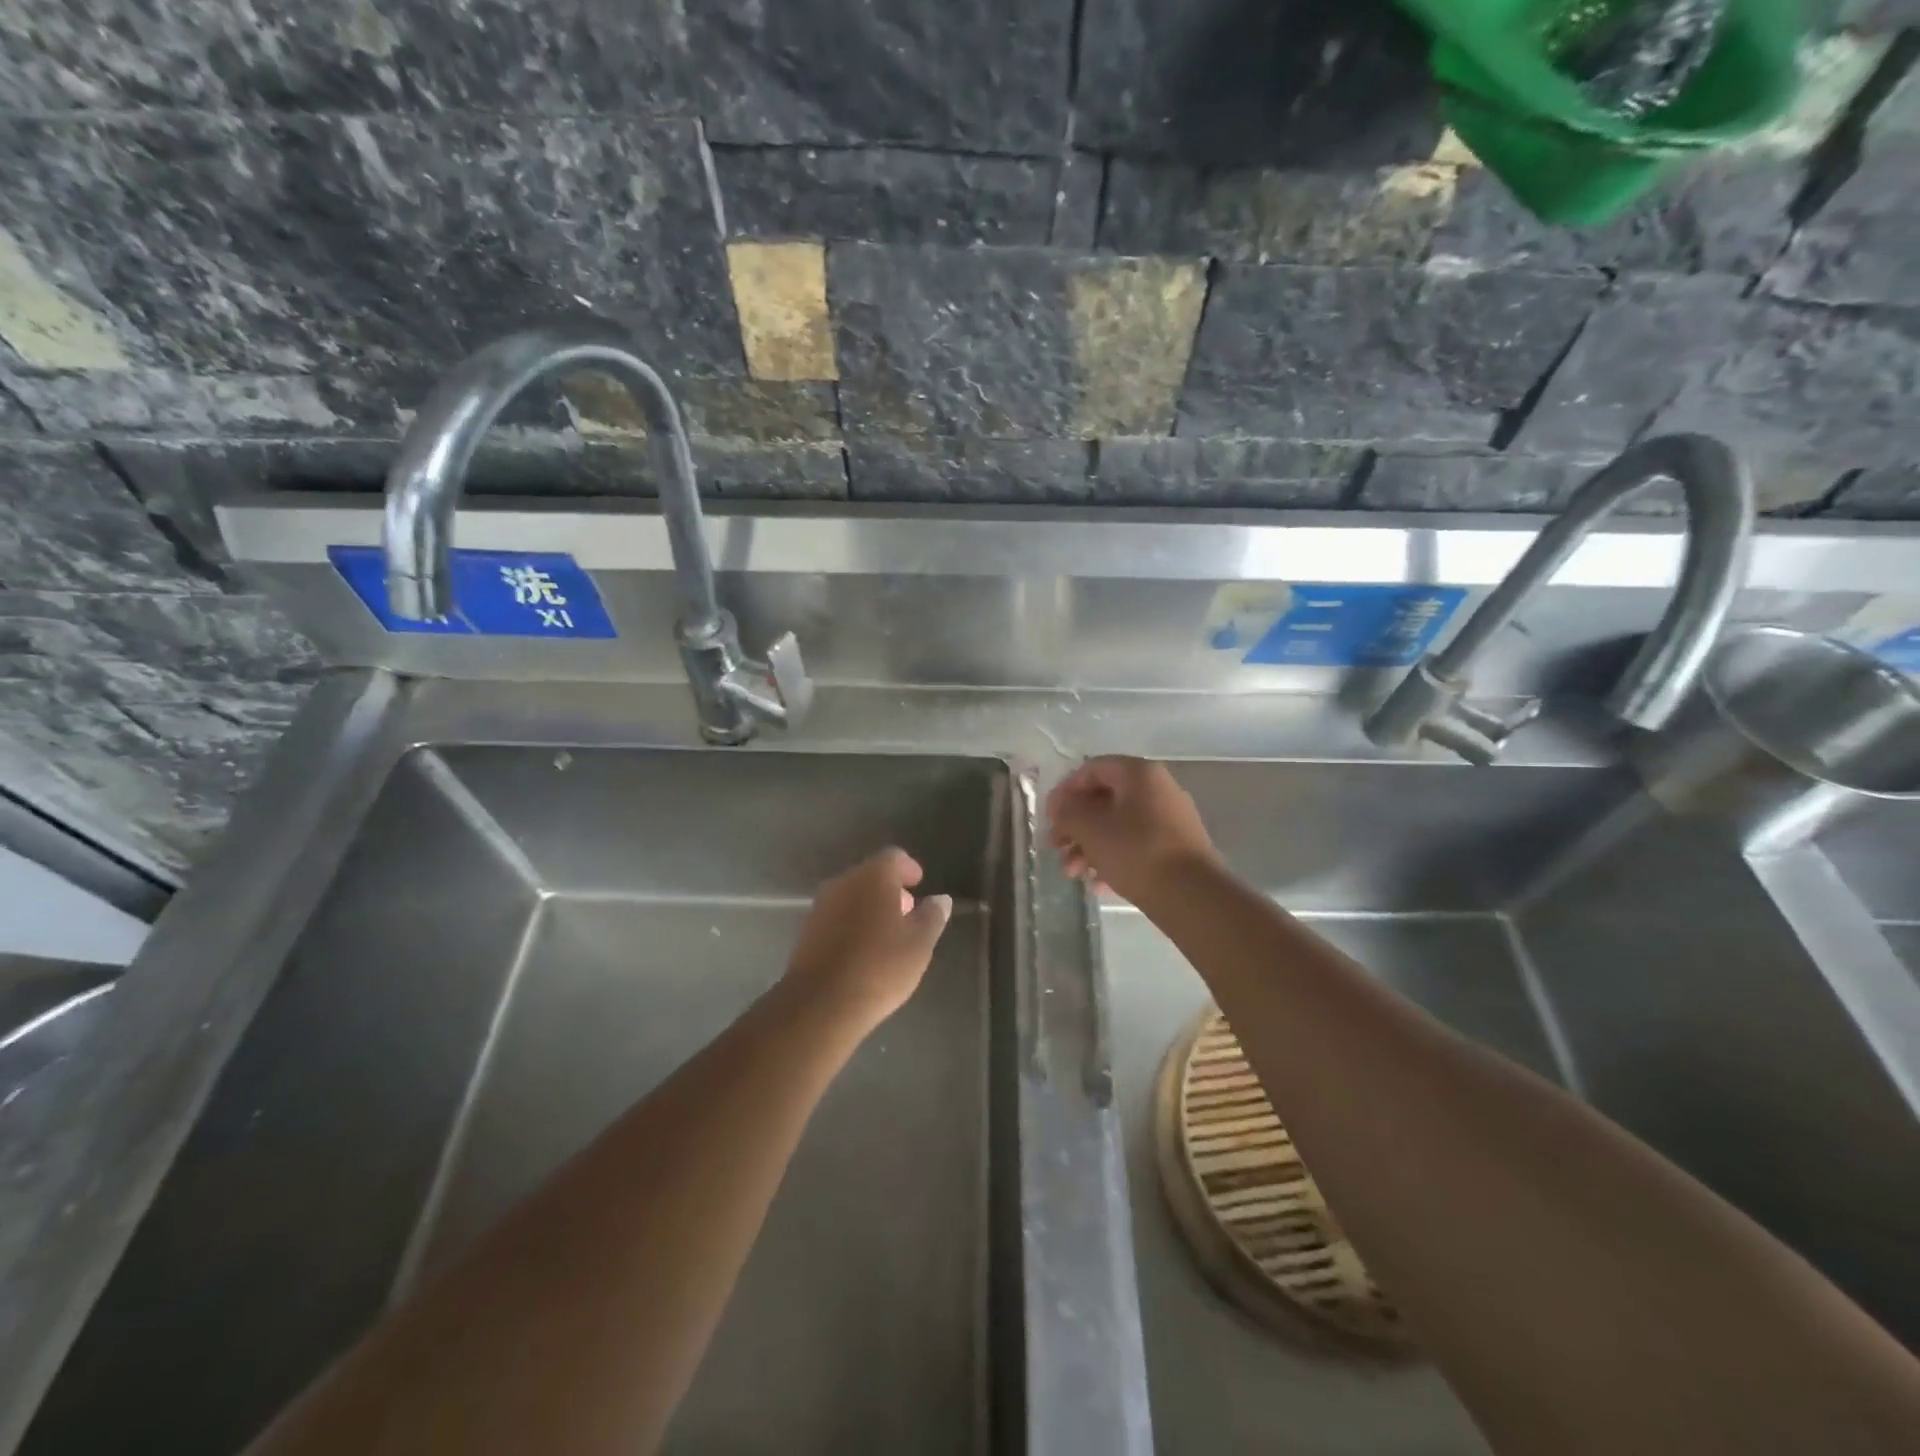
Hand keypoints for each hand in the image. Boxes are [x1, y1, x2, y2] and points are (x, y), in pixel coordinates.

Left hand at [783, 848, 952, 1030]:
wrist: (821, 1003)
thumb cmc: (879, 967)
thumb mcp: (919, 944)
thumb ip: (932, 916)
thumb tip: (940, 899)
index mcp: (873, 877)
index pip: (893, 857)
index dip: (908, 868)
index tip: (919, 883)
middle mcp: (844, 882)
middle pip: (870, 875)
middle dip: (890, 889)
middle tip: (907, 911)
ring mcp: (821, 905)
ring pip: (852, 895)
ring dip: (870, 906)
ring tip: (887, 933)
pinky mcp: (807, 930)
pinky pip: (837, 916)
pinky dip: (853, 922)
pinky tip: (863, 948)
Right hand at [1046, 756, 1219, 903]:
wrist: (1191, 895)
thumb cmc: (1135, 851)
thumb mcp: (1089, 828)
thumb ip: (1067, 812)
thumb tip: (1062, 806)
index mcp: (1139, 774)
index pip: (1092, 769)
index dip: (1065, 791)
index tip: (1049, 817)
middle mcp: (1158, 789)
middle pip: (1104, 800)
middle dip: (1074, 825)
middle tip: (1055, 847)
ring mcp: (1171, 820)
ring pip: (1118, 826)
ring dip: (1089, 846)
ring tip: (1073, 873)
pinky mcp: (1177, 849)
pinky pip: (1136, 846)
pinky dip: (1113, 859)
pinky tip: (1097, 884)